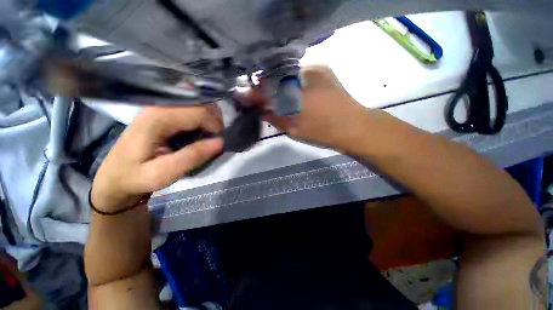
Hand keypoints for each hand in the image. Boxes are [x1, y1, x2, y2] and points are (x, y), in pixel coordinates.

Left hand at [91, 106, 223, 211]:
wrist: (114, 176)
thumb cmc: (135, 177)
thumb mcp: (163, 174)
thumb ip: (192, 157)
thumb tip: (220, 142)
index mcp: (157, 118)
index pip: (199, 112)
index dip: (215, 126)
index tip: (220, 142)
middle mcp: (159, 106)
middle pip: (200, 104)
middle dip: (215, 121)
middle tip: (216, 139)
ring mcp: (161, 106)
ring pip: (198, 104)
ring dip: (210, 118)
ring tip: (210, 136)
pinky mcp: (163, 112)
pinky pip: (192, 108)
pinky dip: (203, 117)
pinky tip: (201, 131)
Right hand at [248, 65, 370, 151]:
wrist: (354, 127)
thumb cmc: (323, 133)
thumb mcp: (294, 129)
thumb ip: (274, 118)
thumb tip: (260, 110)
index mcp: (296, 92)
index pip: (266, 88)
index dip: (252, 93)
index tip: (242, 97)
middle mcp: (304, 72)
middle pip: (274, 76)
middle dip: (263, 87)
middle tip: (258, 98)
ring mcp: (315, 68)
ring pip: (286, 73)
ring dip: (276, 83)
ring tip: (274, 96)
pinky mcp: (323, 69)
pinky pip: (298, 72)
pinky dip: (289, 81)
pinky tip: (290, 91)